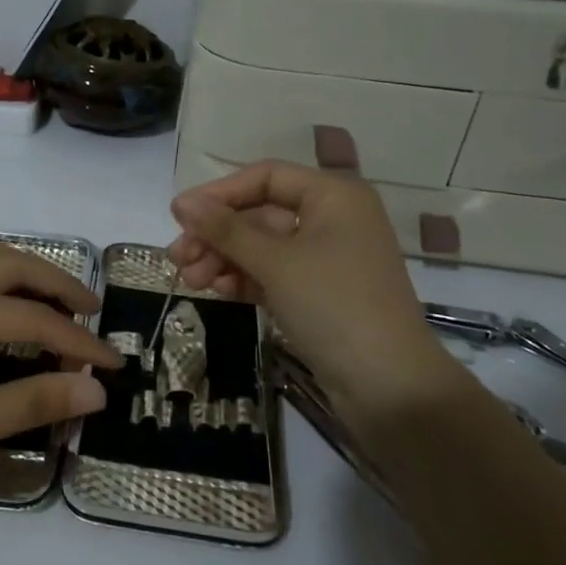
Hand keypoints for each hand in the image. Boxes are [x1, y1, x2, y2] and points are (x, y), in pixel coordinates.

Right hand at [167, 163, 471, 419]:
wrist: (389, 386)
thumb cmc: (334, 305)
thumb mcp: (275, 262)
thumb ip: (225, 229)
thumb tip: (180, 202)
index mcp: (334, 196)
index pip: (266, 178)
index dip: (220, 193)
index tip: (179, 215)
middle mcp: (333, 220)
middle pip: (261, 214)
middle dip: (217, 234)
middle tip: (177, 257)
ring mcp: (327, 259)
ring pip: (263, 247)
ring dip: (224, 259)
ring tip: (190, 280)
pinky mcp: (320, 294)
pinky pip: (274, 274)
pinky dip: (245, 279)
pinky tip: (216, 290)